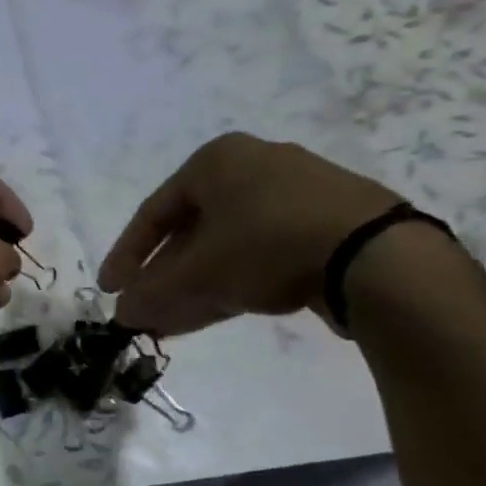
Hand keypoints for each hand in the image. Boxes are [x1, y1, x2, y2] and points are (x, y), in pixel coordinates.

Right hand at [98, 133, 401, 335]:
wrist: (375, 254)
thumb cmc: (266, 244)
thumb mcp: (198, 274)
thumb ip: (152, 295)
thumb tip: (122, 315)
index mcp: (215, 161)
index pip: (153, 213)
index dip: (126, 256)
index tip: (110, 290)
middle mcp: (252, 168)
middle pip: (189, 232)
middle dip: (163, 278)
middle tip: (143, 311)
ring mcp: (292, 196)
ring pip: (224, 247)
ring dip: (192, 287)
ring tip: (168, 324)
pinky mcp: (321, 225)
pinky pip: (258, 254)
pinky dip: (230, 282)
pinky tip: (209, 313)